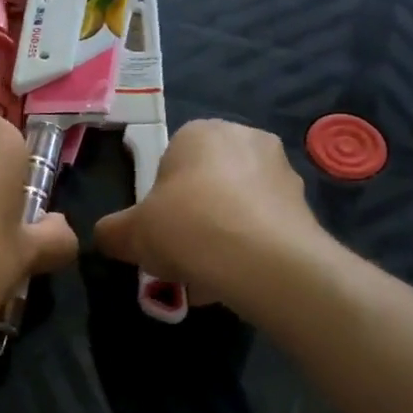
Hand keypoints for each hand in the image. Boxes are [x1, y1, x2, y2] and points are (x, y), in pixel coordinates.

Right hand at [94, 119, 320, 306]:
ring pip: (237, 206)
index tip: (157, 230)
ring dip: (221, 235)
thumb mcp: (131, 233)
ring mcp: (281, 170)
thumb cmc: (188, 227)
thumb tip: (107, 236)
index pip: (171, 160)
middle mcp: (245, 138)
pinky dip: (249, 248)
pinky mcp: (305, 205)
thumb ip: (112, 232)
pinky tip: (236, 280)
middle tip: (180, 254)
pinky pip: (263, 226)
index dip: (159, 199)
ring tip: (208, 276)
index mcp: (200, 132)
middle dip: (193, 217)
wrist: (264, 261)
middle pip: (206, 183)